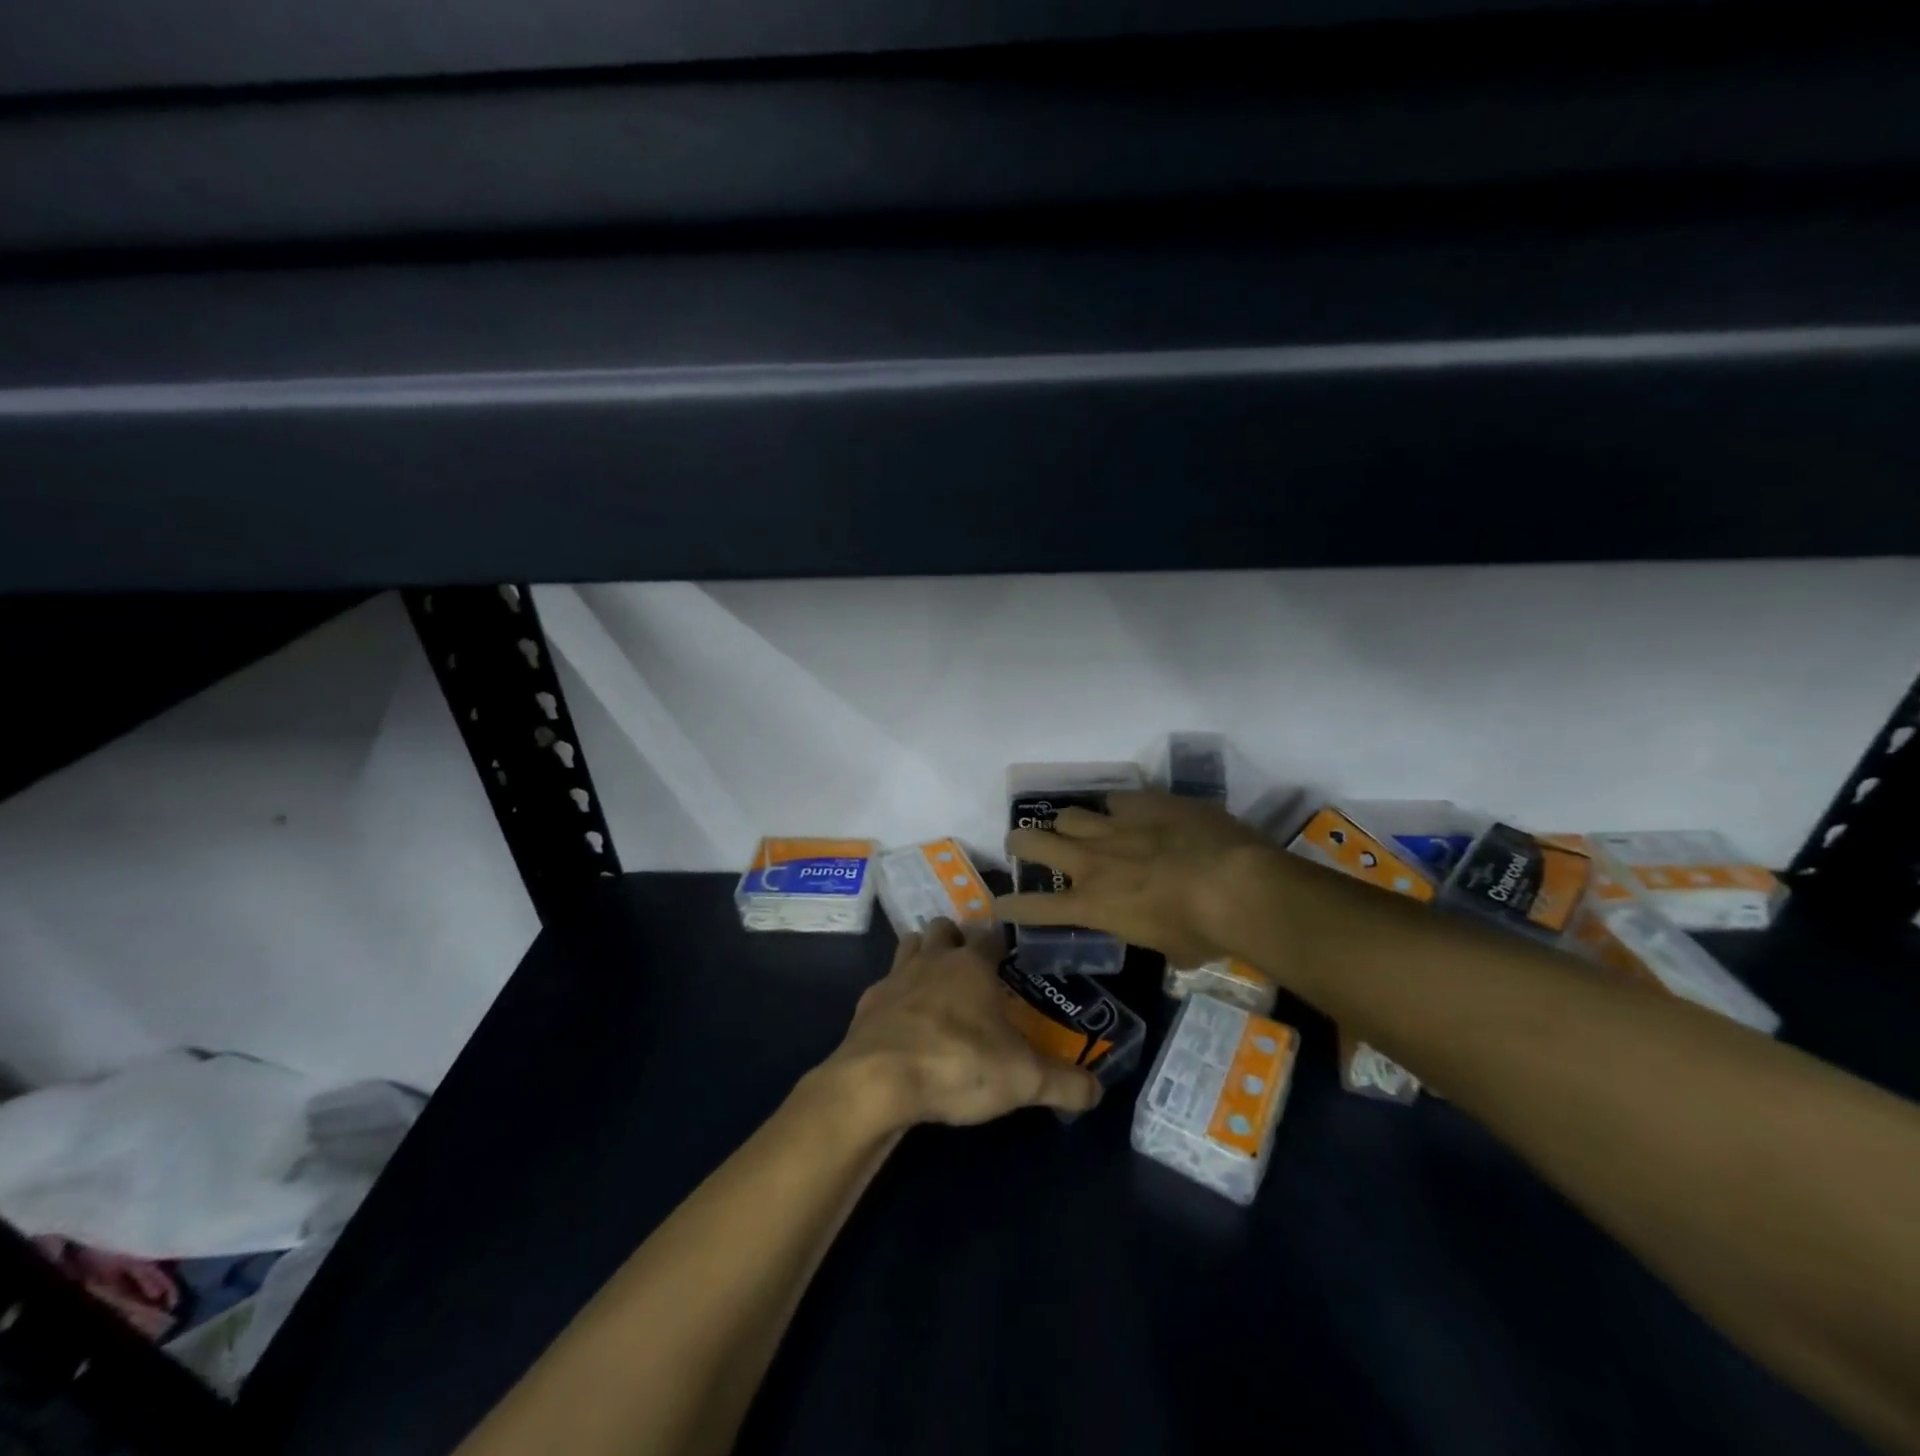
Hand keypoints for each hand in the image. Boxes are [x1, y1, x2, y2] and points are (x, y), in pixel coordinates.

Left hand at [821, 919, 1101, 1128]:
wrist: (878, 1081)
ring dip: (921, 956)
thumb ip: (1064, 1083)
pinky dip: (895, 998)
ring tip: (936, 986)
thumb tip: (1097, 1091)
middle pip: (943, 929)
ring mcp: (895, 978)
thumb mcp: (1024, 1080)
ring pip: (909, 946)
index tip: (1009, 955)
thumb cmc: (958, 1064)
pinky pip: (884, 988)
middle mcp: (933, 960)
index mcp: (972, 964)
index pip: (991, 934)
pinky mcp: (867, 1004)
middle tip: (971, 969)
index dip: (1001, 942)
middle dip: (956, 940)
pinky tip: (903, 1025)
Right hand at [999, 791, 1278, 967]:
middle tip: (1021, 845)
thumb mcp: (1171, 949)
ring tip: (1074, 827)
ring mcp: (1115, 826)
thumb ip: (1152, 933)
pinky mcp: (1144, 802)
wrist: (1237, 884)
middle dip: (1020, 844)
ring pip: (1067, 814)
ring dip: (1066, 823)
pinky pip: (1114, 799)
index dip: (1012, 906)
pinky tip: (1128, 812)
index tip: (999, 904)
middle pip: (1033, 842)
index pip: (1036, 907)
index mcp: (1094, 905)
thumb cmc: (1204, 931)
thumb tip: (1164, 933)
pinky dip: (1115, 808)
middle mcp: (1092, 862)